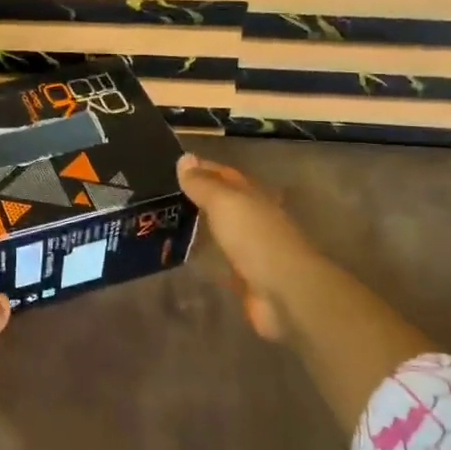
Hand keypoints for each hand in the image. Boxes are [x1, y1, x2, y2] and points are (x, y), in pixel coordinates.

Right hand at [177, 151, 317, 342]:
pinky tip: (188, 256)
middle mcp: (255, 218)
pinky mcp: (247, 277)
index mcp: (253, 196)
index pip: (225, 174)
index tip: (174, 166)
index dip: (203, 168)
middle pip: (226, 202)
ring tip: (170, 223)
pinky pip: (222, 259)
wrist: (284, 292)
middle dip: (202, 197)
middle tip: (166, 196)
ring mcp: (252, 248)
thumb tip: (184, 158)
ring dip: (203, 226)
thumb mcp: (225, 203)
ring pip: (223, 230)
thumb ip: (203, 184)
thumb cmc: (255, 238)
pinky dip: (207, 254)